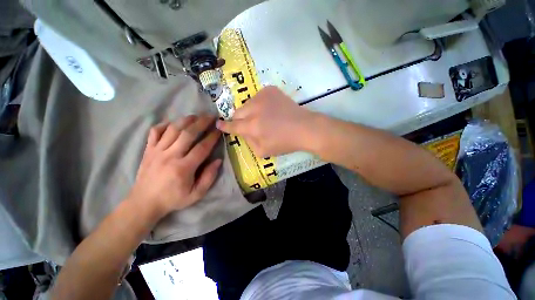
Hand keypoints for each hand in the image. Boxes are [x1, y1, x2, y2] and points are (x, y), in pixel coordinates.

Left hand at [129, 115, 221, 217]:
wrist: (144, 202)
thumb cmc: (173, 199)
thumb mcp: (196, 194)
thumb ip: (209, 177)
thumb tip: (218, 160)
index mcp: (184, 168)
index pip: (202, 147)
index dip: (212, 137)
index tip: (219, 130)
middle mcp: (170, 156)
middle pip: (188, 134)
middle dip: (201, 123)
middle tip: (210, 116)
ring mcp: (157, 151)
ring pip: (172, 129)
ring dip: (185, 120)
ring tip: (195, 116)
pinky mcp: (148, 150)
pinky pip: (155, 132)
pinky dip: (164, 125)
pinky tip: (173, 123)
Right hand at [216, 86, 315, 156]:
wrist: (304, 128)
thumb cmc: (284, 143)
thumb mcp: (263, 151)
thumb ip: (248, 142)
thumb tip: (242, 133)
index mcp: (252, 126)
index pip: (232, 125)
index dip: (224, 126)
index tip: (218, 124)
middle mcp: (254, 109)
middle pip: (237, 112)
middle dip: (240, 119)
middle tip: (249, 124)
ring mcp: (262, 96)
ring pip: (247, 104)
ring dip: (250, 111)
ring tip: (263, 117)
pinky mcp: (270, 90)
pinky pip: (258, 96)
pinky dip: (260, 103)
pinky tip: (270, 109)